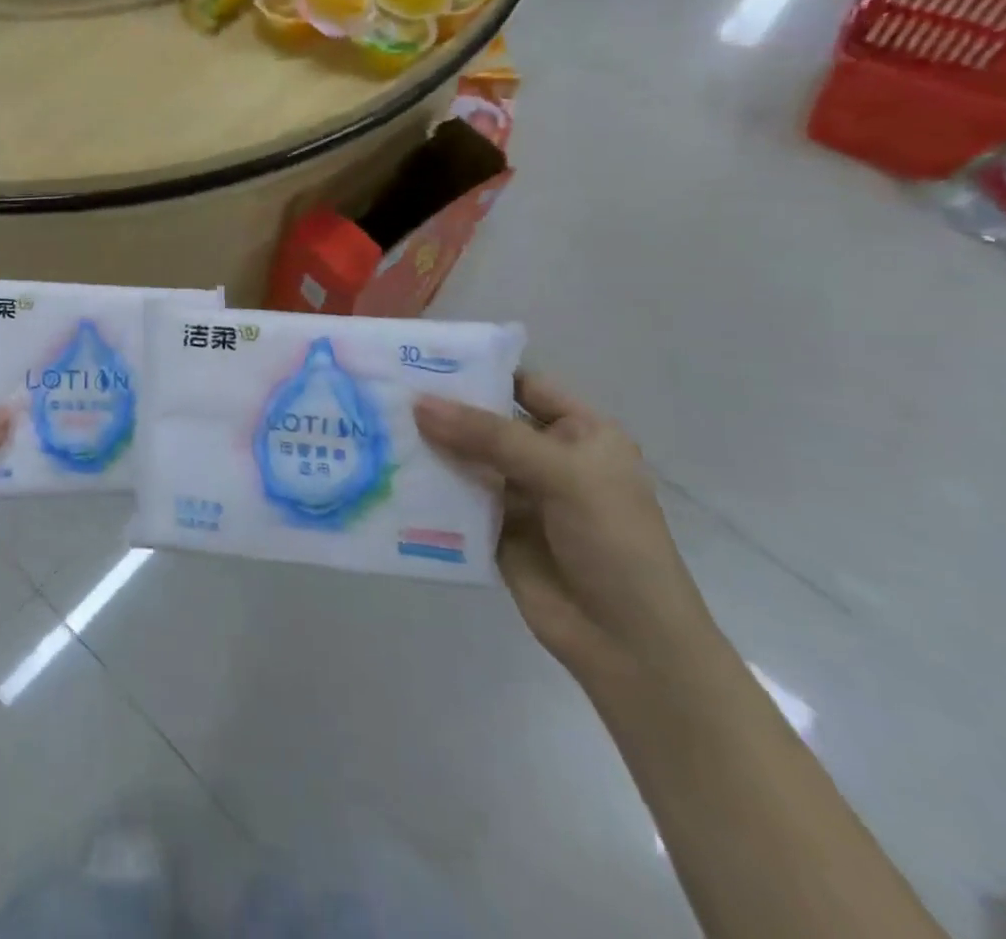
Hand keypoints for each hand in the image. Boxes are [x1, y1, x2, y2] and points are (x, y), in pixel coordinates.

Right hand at [414, 371, 717, 688]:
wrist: (629, 646)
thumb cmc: (614, 543)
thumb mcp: (562, 475)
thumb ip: (489, 436)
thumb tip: (418, 403)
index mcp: (581, 434)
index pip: (524, 385)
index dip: (479, 370)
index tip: (422, 358)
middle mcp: (548, 457)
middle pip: (487, 421)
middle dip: (443, 408)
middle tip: (385, 389)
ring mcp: (519, 494)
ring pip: (466, 458)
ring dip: (429, 445)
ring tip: (376, 424)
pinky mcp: (493, 528)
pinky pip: (455, 497)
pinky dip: (427, 485)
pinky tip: (388, 470)